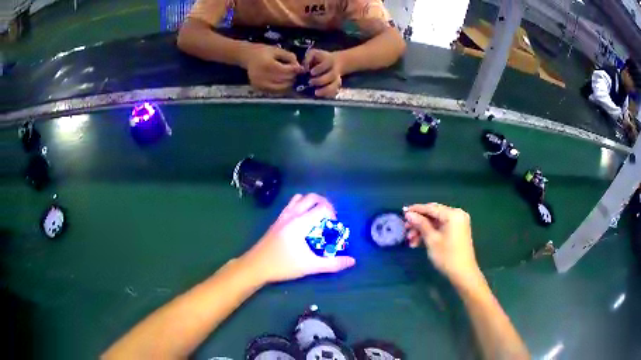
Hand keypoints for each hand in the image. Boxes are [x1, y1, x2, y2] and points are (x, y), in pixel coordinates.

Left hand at [241, 194, 355, 283]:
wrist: (256, 266)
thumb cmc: (283, 265)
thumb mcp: (310, 266)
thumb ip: (332, 264)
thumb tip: (352, 261)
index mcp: (301, 222)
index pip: (323, 207)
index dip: (333, 214)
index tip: (334, 228)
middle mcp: (292, 214)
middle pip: (312, 197)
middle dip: (325, 204)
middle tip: (329, 219)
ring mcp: (283, 215)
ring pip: (300, 198)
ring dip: (311, 203)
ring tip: (317, 218)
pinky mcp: (277, 219)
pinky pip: (291, 204)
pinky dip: (301, 205)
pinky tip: (302, 222)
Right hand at [245, 44, 303, 91]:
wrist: (248, 56)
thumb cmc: (264, 52)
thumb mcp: (277, 50)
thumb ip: (290, 57)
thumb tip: (299, 67)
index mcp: (267, 65)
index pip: (286, 71)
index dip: (295, 70)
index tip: (300, 68)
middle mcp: (262, 76)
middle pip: (284, 80)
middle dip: (292, 76)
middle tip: (295, 72)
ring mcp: (260, 84)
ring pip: (281, 88)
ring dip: (288, 83)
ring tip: (289, 77)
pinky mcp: (259, 89)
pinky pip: (274, 91)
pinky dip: (281, 88)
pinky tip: (282, 81)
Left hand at [303, 49, 342, 97]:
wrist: (333, 63)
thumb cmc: (319, 58)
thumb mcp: (313, 54)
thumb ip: (308, 58)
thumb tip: (304, 67)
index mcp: (330, 60)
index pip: (327, 63)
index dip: (320, 68)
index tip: (311, 72)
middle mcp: (335, 70)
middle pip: (332, 75)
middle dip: (321, 80)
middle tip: (310, 82)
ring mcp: (337, 79)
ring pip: (335, 85)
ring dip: (326, 90)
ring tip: (316, 93)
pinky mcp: (336, 86)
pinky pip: (334, 92)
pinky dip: (328, 95)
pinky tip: (320, 96)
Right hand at [404, 203, 479, 282]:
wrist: (463, 274)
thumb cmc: (447, 256)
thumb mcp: (431, 240)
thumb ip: (420, 224)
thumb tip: (409, 214)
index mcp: (453, 214)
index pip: (431, 208)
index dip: (416, 210)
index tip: (402, 212)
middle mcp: (457, 214)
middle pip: (433, 214)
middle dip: (418, 223)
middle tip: (406, 230)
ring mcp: (458, 223)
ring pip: (436, 222)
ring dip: (423, 230)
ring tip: (411, 241)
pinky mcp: (457, 231)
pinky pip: (441, 227)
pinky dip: (431, 233)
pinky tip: (419, 242)